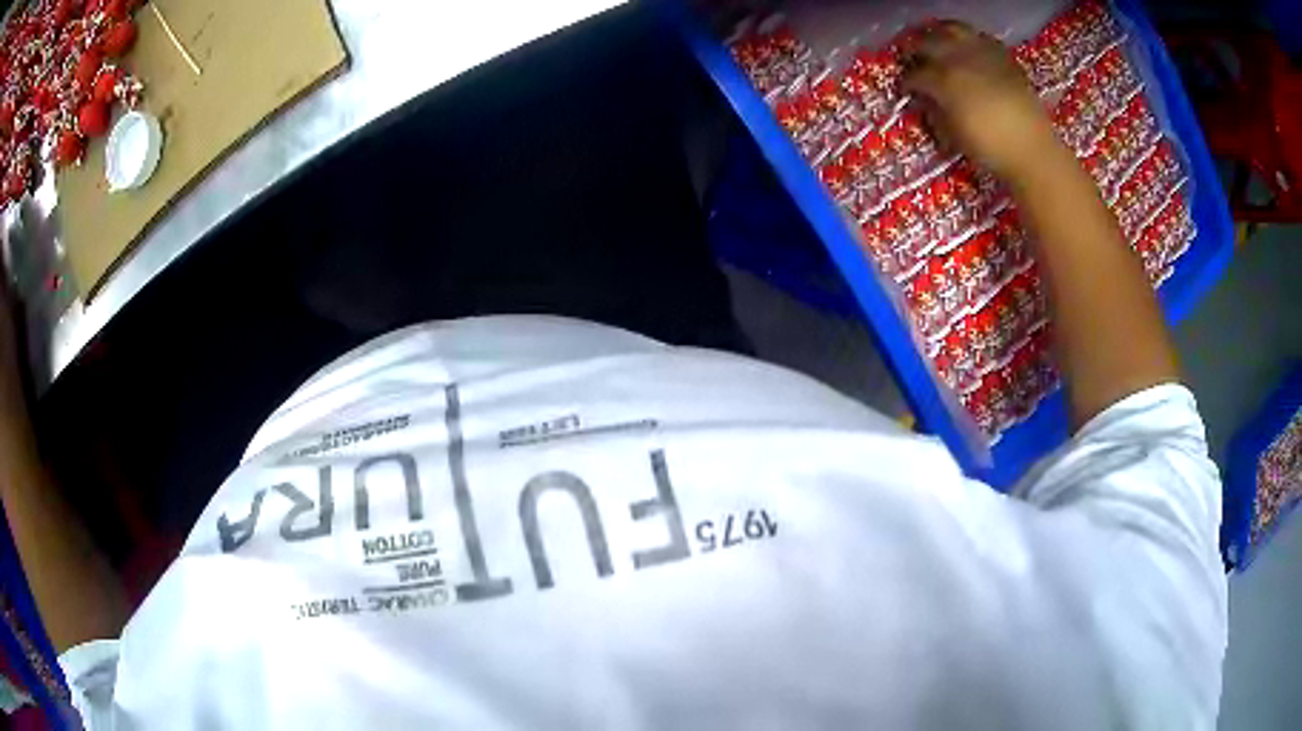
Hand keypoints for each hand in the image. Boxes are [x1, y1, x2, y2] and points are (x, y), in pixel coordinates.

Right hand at [900, 22, 1057, 179]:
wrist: (1032, 150)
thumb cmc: (990, 148)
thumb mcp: (954, 135)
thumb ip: (935, 112)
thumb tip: (925, 100)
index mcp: (943, 80)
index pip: (915, 74)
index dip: (907, 82)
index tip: (905, 89)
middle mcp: (959, 58)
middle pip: (928, 42)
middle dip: (916, 50)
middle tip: (912, 59)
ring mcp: (983, 53)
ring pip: (952, 29)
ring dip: (939, 33)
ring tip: (935, 40)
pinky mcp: (1003, 56)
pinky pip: (980, 38)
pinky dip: (969, 39)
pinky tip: (967, 48)